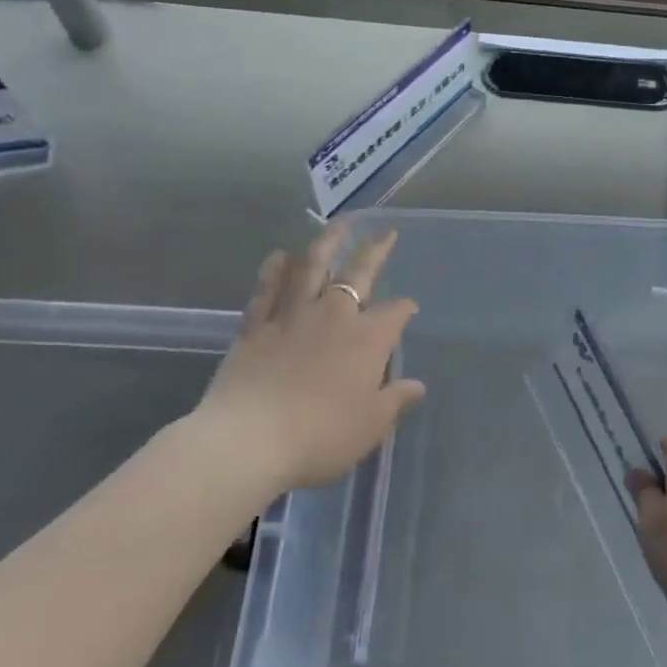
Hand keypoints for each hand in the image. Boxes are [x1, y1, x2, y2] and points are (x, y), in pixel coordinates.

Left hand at [189, 225, 423, 496]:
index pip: (395, 313)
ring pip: (312, 268)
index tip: (409, 308)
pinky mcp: (256, 327)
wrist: (249, 441)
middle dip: (375, 252)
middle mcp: (334, 316)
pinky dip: (275, 270)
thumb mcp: (370, 426)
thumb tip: (417, 385)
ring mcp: (292, 316)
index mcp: (367, 339)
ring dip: (327, 243)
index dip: (405, 308)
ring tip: (338, 225)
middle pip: (358, 274)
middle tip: (385, 233)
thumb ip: (395, 401)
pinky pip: (267, 290)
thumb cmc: (320, 436)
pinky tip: (281, 256)